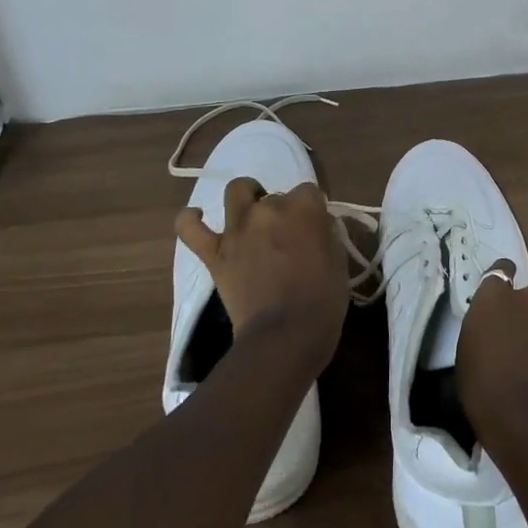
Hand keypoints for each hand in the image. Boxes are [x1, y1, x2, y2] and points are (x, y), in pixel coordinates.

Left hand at [175, 179, 348, 366]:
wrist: (284, 336)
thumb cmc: (322, 300)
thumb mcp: (338, 260)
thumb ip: (324, 233)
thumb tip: (315, 226)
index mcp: (304, 208)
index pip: (309, 191)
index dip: (311, 210)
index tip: (314, 229)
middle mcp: (269, 209)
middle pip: (275, 196)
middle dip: (281, 212)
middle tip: (286, 239)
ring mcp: (238, 229)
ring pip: (237, 192)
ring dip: (246, 198)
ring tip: (251, 217)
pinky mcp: (215, 254)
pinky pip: (190, 228)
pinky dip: (189, 219)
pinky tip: (195, 216)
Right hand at [457, 267, 527, 433]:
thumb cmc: (484, 391)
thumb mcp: (467, 356)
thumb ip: (482, 331)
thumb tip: (492, 333)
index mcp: (494, 298)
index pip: (500, 272)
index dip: (502, 283)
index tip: (500, 300)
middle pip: (527, 299)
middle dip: (524, 315)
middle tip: (517, 345)